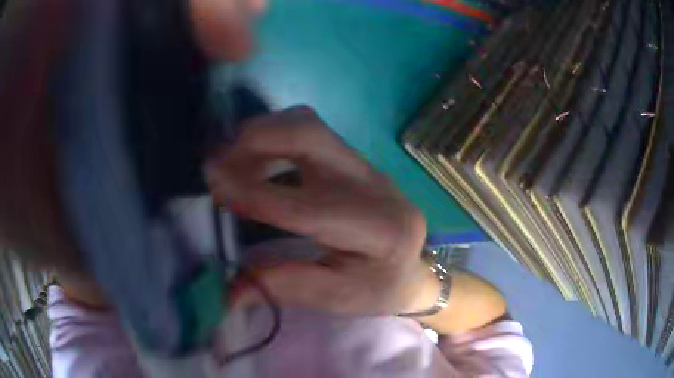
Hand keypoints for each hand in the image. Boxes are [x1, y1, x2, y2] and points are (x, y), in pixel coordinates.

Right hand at [206, 106, 431, 315]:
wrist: (412, 268)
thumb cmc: (379, 288)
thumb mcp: (337, 299)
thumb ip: (285, 288)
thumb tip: (228, 292)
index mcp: (381, 231)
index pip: (309, 206)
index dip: (256, 194)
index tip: (214, 183)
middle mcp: (376, 186)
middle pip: (312, 135)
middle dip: (256, 139)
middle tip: (217, 160)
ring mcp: (366, 165)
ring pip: (308, 126)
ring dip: (261, 135)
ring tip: (230, 160)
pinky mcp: (353, 160)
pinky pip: (307, 134)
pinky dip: (271, 139)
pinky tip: (253, 162)